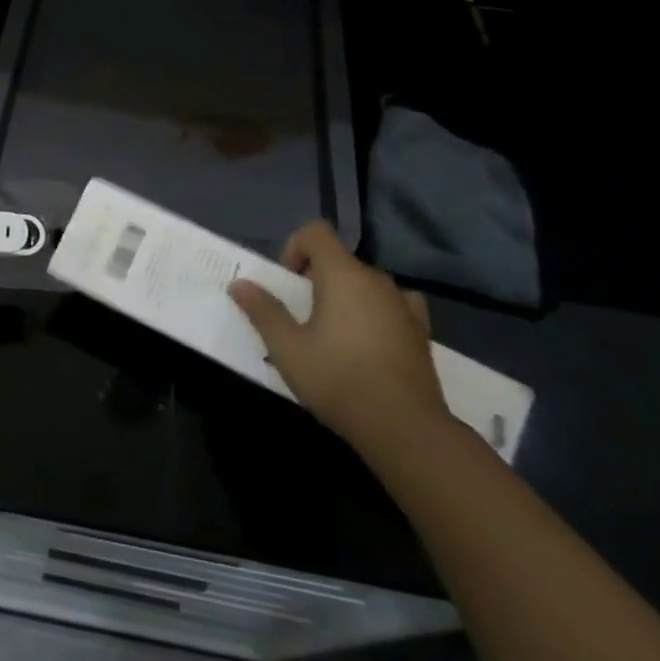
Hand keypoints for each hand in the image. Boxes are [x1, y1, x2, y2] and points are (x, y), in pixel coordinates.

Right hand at [228, 220, 448, 460]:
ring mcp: (402, 304)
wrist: (405, 429)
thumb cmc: (338, 380)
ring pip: (364, 284)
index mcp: (342, 274)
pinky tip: (370, 341)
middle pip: (338, 260)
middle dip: (315, 280)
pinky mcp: (420, 330)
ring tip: (333, 337)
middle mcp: (375, 279)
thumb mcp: (288, 349)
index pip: (315, 232)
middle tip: (301, 318)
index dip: (294, 248)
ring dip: (345, 297)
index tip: (288, 285)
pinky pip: (392, 305)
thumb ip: (263, 311)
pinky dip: (377, 312)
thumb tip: (239, 284)